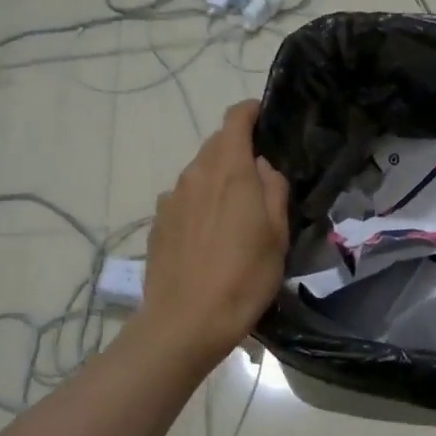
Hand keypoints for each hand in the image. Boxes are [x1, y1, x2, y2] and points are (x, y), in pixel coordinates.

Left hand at [134, 100, 289, 371]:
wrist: (186, 322)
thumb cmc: (244, 278)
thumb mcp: (277, 235)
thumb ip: (274, 190)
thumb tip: (263, 167)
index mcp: (229, 171)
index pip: (234, 120)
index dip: (250, 112)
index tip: (265, 118)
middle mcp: (195, 175)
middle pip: (215, 145)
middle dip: (237, 150)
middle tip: (259, 177)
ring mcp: (171, 199)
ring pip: (198, 173)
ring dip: (217, 179)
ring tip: (235, 212)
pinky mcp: (158, 223)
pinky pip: (184, 199)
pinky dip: (199, 203)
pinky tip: (210, 235)